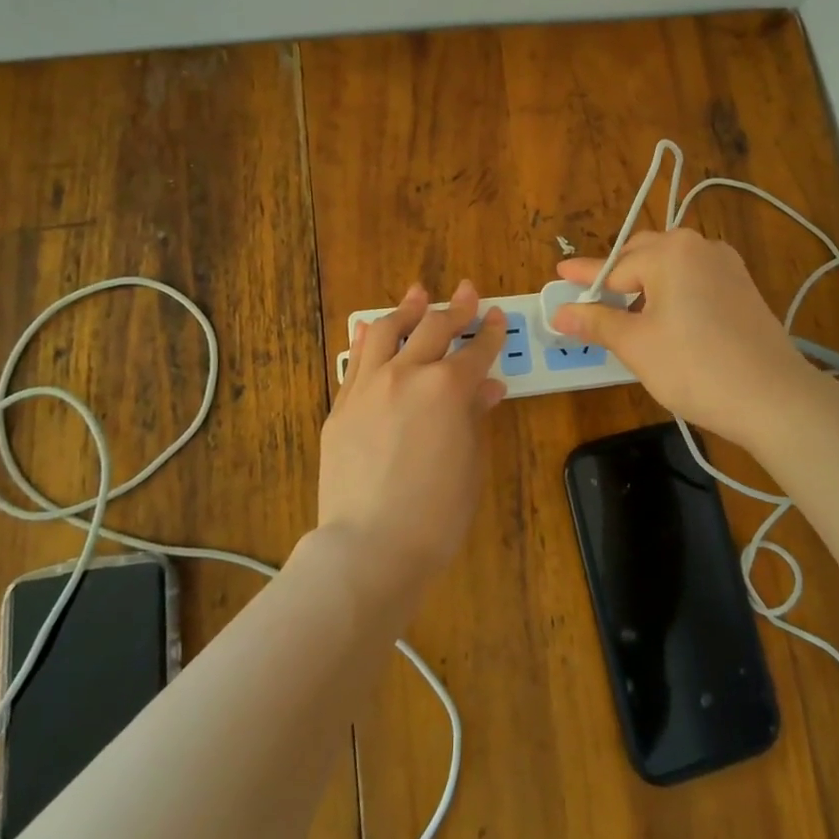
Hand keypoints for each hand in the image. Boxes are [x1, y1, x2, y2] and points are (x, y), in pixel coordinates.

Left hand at [318, 281, 507, 592]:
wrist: (369, 546)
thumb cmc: (436, 514)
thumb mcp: (471, 464)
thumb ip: (474, 417)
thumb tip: (486, 387)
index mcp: (448, 388)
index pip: (476, 351)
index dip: (490, 333)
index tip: (497, 316)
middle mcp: (407, 374)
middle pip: (434, 329)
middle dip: (455, 308)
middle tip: (466, 292)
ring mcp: (368, 386)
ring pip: (389, 331)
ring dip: (408, 310)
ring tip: (418, 295)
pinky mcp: (341, 406)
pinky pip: (355, 360)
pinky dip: (368, 338)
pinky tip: (372, 327)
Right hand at [552, 230, 815, 451]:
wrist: (772, 397)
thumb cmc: (694, 367)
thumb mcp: (636, 345)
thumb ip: (596, 323)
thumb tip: (560, 314)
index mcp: (670, 252)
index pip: (613, 266)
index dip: (583, 276)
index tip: (559, 274)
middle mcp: (699, 247)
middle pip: (643, 256)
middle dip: (615, 277)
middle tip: (590, 300)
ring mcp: (726, 266)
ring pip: (670, 267)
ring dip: (643, 285)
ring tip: (624, 313)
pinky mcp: (742, 287)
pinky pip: (693, 279)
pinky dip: (671, 292)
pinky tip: (663, 317)